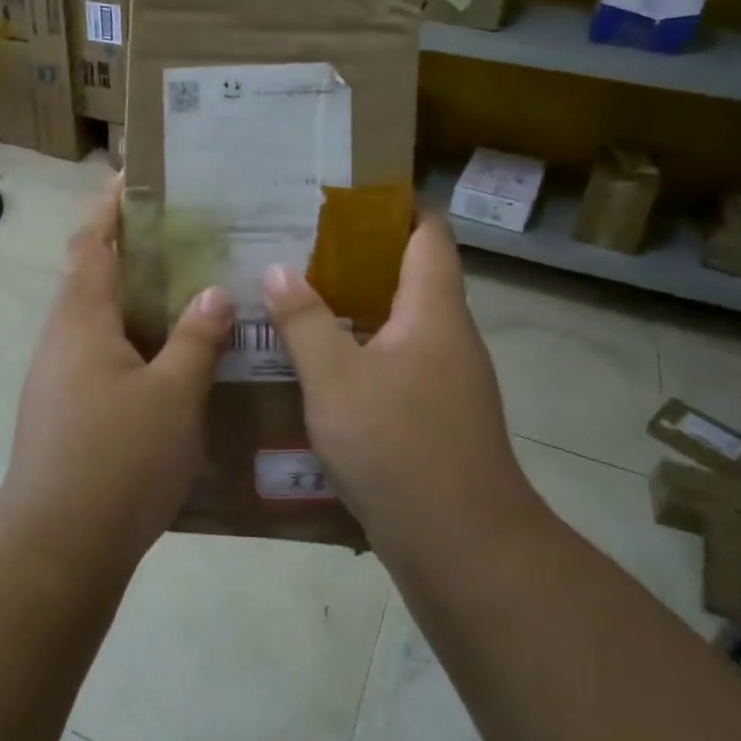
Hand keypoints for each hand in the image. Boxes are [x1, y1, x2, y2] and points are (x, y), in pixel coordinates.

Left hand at [0, 178, 233, 563]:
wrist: (59, 544)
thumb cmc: (118, 456)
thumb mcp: (174, 394)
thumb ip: (195, 339)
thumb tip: (213, 293)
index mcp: (82, 319)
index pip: (94, 243)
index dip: (111, 207)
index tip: (134, 178)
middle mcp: (61, 340)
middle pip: (93, 279)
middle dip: (131, 255)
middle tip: (185, 242)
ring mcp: (57, 380)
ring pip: (99, 325)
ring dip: (135, 305)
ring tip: (188, 298)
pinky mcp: (63, 415)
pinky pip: (101, 361)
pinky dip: (133, 347)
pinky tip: (170, 366)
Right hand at [261, 215, 537, 556]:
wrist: (461, 545)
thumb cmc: (397, 446)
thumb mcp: (334, 379)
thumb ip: (304, 321)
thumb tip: (278, 270)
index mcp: (433, 312)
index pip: (429, 234)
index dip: (398, 206)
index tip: (349, 194)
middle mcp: (449, 337)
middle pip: (412, 276)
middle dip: (361, 256)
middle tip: (301, 246)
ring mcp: (448, 380)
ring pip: (401, 324)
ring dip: (357, 307)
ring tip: (300, 297)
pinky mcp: (438, 417)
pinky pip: (398, 363)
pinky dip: (362, 351)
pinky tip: (320, 366)